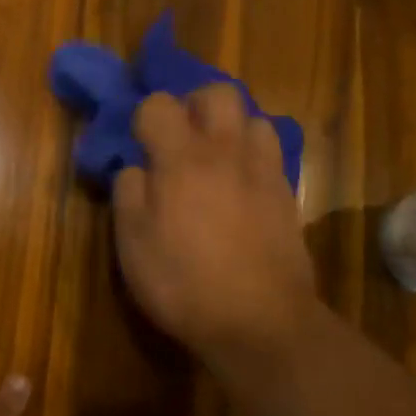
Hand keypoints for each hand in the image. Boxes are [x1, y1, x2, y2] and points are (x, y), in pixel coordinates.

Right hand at [112, 85, 320, 364]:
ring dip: (231, 128)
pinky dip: (253, 156)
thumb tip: (136, 167)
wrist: (259, 321)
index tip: (138, 144)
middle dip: (196, 105)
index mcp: (181, 160)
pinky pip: (271, 153)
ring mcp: (263, 171)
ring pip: (253, 118)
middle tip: (181, 137)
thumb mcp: (133, 245)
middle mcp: (226, 152)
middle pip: (219, 94)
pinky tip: (241, 186)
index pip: (159, 104)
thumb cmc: (183, 284)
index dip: (143, 117)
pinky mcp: (287, 194)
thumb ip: (128, 194)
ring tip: (216, 159)